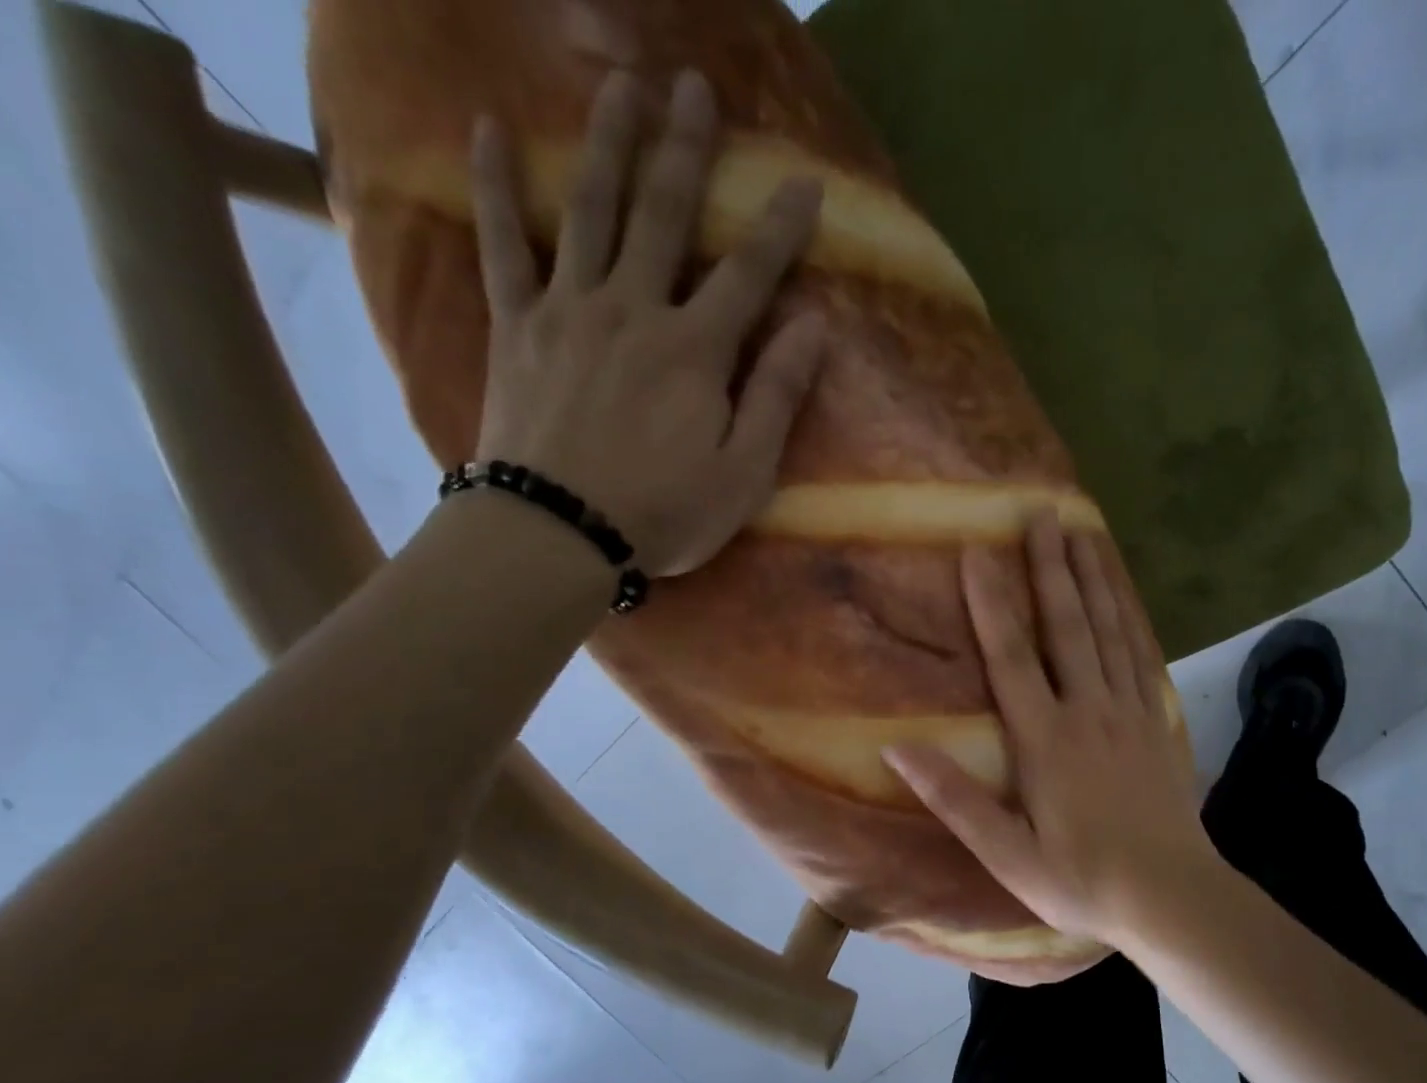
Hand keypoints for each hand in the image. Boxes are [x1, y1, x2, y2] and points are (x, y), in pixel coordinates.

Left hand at [468, 69, 826, 577]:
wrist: (559, 531)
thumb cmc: (664, 513)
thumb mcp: (744, 474)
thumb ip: (777, 397)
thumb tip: (813, 328)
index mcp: (696, 351)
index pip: (749, 274)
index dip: (781, 227)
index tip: (805, 180)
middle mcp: (634, 309)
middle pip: (663, 214)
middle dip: (685, 148)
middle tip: (693, 84)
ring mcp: (569, 310)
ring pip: (590, 209)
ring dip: (607, 141)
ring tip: (619, 82)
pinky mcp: (517, 326)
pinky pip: (502, 244)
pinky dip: (495, 186)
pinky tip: (488, 129)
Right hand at [883, 514, 1217, 961]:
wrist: (1172, 896)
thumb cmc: (1081, 879)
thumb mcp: (1007, 854)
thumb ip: (954, 798)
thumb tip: (895, 748)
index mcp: (1046, 741)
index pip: (1011, 658)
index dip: (990, 603)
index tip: (976, 550)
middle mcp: (1089, 711)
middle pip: (1067, 626)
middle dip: (1050, 566)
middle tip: (1042, 511)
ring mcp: (1130, 712)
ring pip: (1110, 630)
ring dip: (1094, 577)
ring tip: (1083, 530)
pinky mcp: (1157, 722)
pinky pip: (1142, 655)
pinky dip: (1131, 615)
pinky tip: (1125, 592)